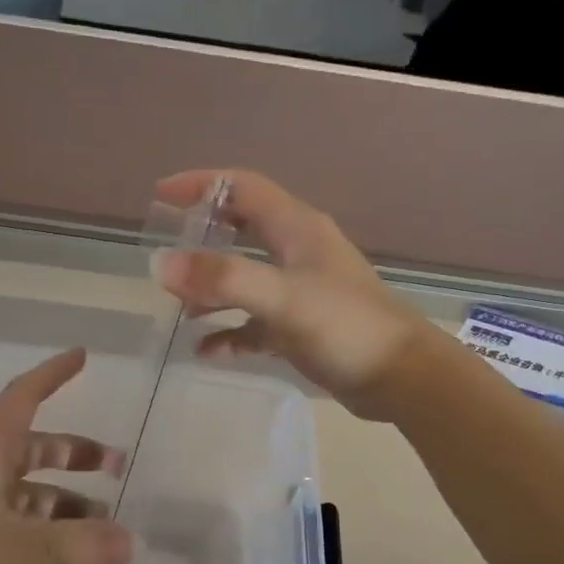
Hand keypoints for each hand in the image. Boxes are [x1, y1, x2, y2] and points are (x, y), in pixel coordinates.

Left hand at [0, 349, 133, 563]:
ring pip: (29, 491)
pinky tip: (66, 553)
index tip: (82, 355)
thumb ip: (67, 546)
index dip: (53, 374)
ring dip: (66, 501)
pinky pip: (17, 524)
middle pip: (35, 447)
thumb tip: (131, 543)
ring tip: (103, 523)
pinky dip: (46, 531)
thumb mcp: (1, 547)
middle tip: (117, 467)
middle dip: (76, 453)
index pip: (24, 397)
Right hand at [154, 171, 436, 420]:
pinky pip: (255, 323)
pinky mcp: (302, 327)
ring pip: (246, 278)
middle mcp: (298, 252)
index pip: (242, 188)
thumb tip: (162, 264)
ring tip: (179, 308)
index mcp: (297, 228)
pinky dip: (230, 332)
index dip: (201, 185)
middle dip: (202, 237)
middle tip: (166, 252)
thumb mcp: (282, 297)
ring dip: (212, 289)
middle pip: (242, 229)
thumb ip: (224, 278)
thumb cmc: (345, 326)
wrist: (402, 378)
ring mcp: (301, 290)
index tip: (160, 196)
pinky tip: (206, 350)